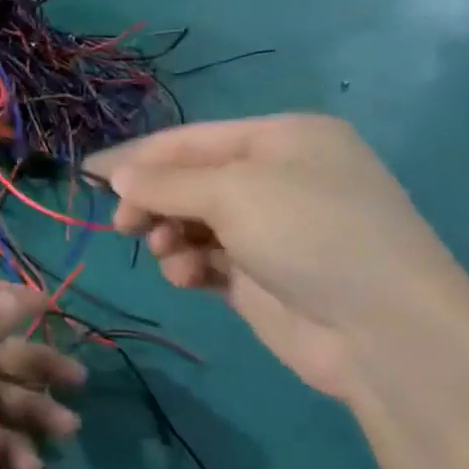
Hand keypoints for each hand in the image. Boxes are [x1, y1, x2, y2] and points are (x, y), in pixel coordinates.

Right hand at [84, 115, 468, 402]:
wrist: (381, 330)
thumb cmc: (310, 234)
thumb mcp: (233, 193)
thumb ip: (165, 183)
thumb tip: (117, 177)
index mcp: (281, 139)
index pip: (190, 140)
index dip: (137, 156)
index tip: (87, 174)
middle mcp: (277, 177)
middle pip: (189, 181)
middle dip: (154, 201)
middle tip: (125, 226)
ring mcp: (270, 228)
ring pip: (192, 222)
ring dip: (170, 236)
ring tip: (169, 254)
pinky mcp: (260, 274)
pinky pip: (206, 258)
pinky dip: (190, 265)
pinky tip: (190, 278)